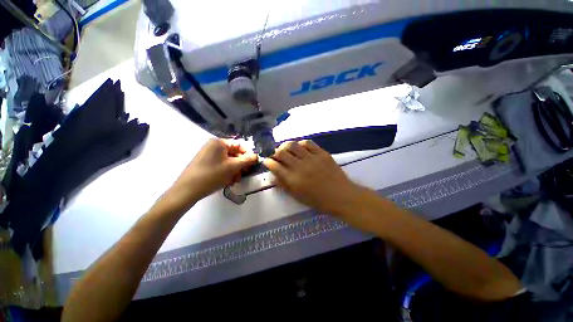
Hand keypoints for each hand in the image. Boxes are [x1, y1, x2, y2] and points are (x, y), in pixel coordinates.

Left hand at [163, 139, 257, 211]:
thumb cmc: (212, 175)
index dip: (249, 154)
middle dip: (241, 164)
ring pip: (229, 160)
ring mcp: (209, 154)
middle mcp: (214, 146)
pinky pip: (222, 165)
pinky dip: (228, 171)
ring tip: (235, 180)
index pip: (240, 144)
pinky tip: (229, 180)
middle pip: (235, 153)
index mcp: (219, 142)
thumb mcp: (233, 167)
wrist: (187, 190)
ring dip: (236, 170)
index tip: (253, 164)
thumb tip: (257, 156)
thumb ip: (247, 160)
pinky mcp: (206, 163)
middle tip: (245, 174)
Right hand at [263, 140, 362, 216]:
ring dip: (286, 146)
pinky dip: (301, 144)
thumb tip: (272, 176)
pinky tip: (300, 148)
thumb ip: (284, 185)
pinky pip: (308, 143)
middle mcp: (300, 167)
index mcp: (293, 180)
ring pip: (293, 145)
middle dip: (275, 152)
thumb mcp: (297, 196)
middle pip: (281, 152)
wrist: (340, 195)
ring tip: (287, 149)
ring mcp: (311, 158)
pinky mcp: (321, 153)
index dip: (268, 162)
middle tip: (277, 155)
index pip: (275, 166)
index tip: (267, 161)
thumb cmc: (318, 200)